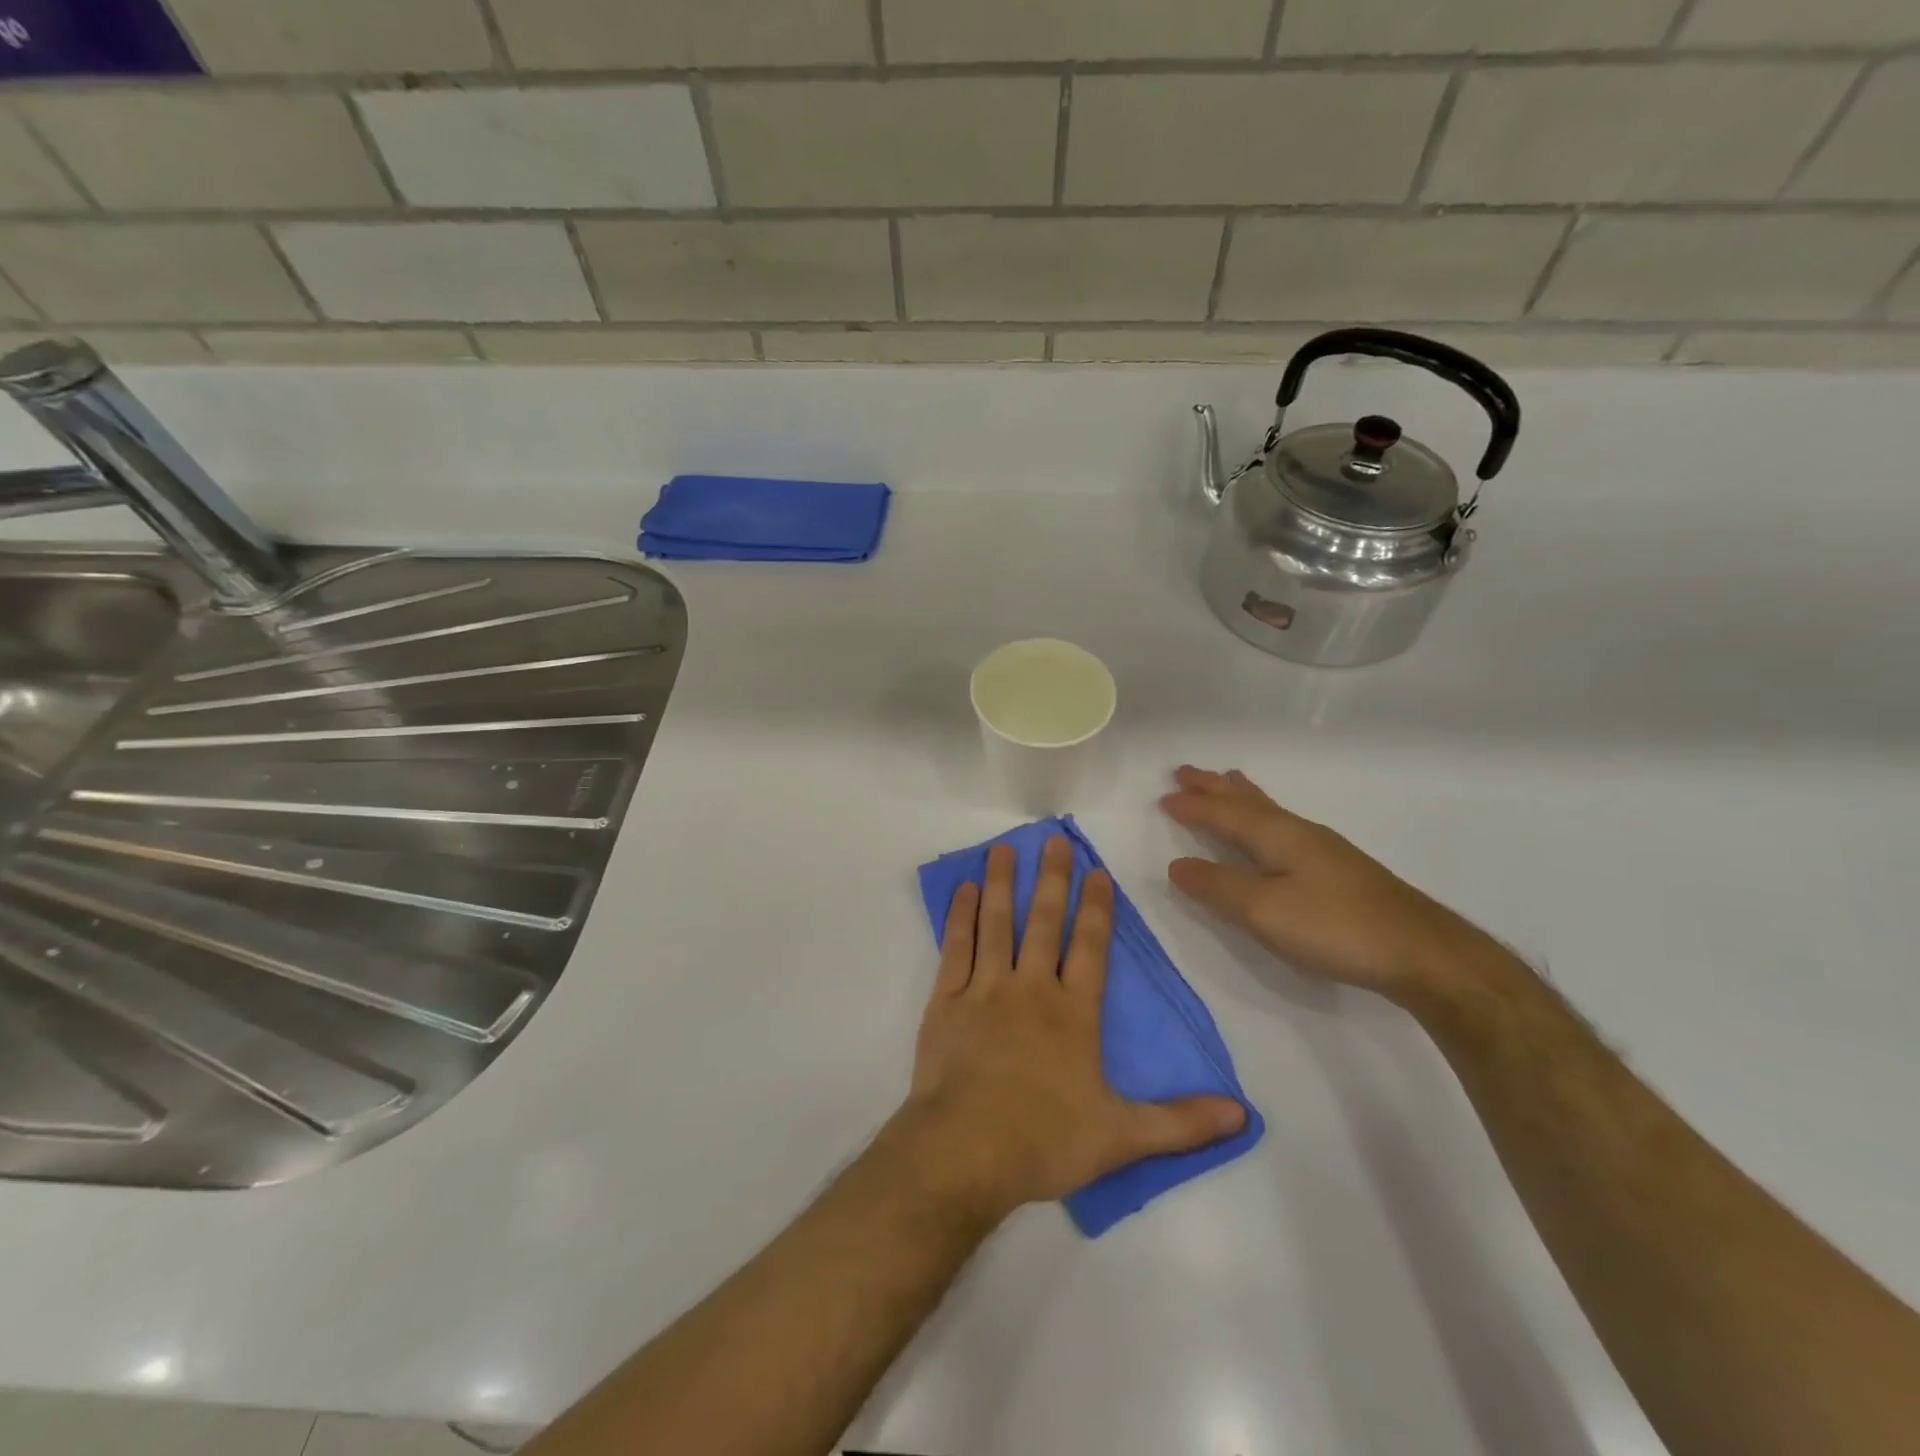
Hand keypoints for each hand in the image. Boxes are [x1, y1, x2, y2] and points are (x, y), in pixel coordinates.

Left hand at [897, 836, 1246, 1224]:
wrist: (964, 1152)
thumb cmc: (1044, 1142)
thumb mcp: (1123, 1138)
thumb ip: (1181, 1122)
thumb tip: (1243, 1114)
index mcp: (1074, 1013)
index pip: (1091, 947)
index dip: (1096, 907)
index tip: (1096, 871)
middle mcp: (1030, 989)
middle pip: (1043, 922)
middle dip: (1050, 879)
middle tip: (1051, 840)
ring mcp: (984, 990)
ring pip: (996, 924)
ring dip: (1000, 884)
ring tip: (1003, 849)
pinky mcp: (946, 1001)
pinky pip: (954, 948)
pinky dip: (959, 917)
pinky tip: (963, 890)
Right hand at [1161, 766, 1503, 1003]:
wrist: (1422, 952)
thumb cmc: (1336, 927)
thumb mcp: (1264, 911)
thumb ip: (1218, 887)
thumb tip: (1176, 865)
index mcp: (1278, 836)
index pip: (1225, 814)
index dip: (1194, 805)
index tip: (1165, 795)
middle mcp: (1300, 833)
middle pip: (1248, 802)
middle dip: (1215, 787)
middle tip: (1187, 771)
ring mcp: (1324, 850)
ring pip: (1270, 811)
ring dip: (1241, 796)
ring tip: (1228, 781)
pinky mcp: (1339, 871)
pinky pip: (1284, 827)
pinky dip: (1263, 816)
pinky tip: (1273, 830)